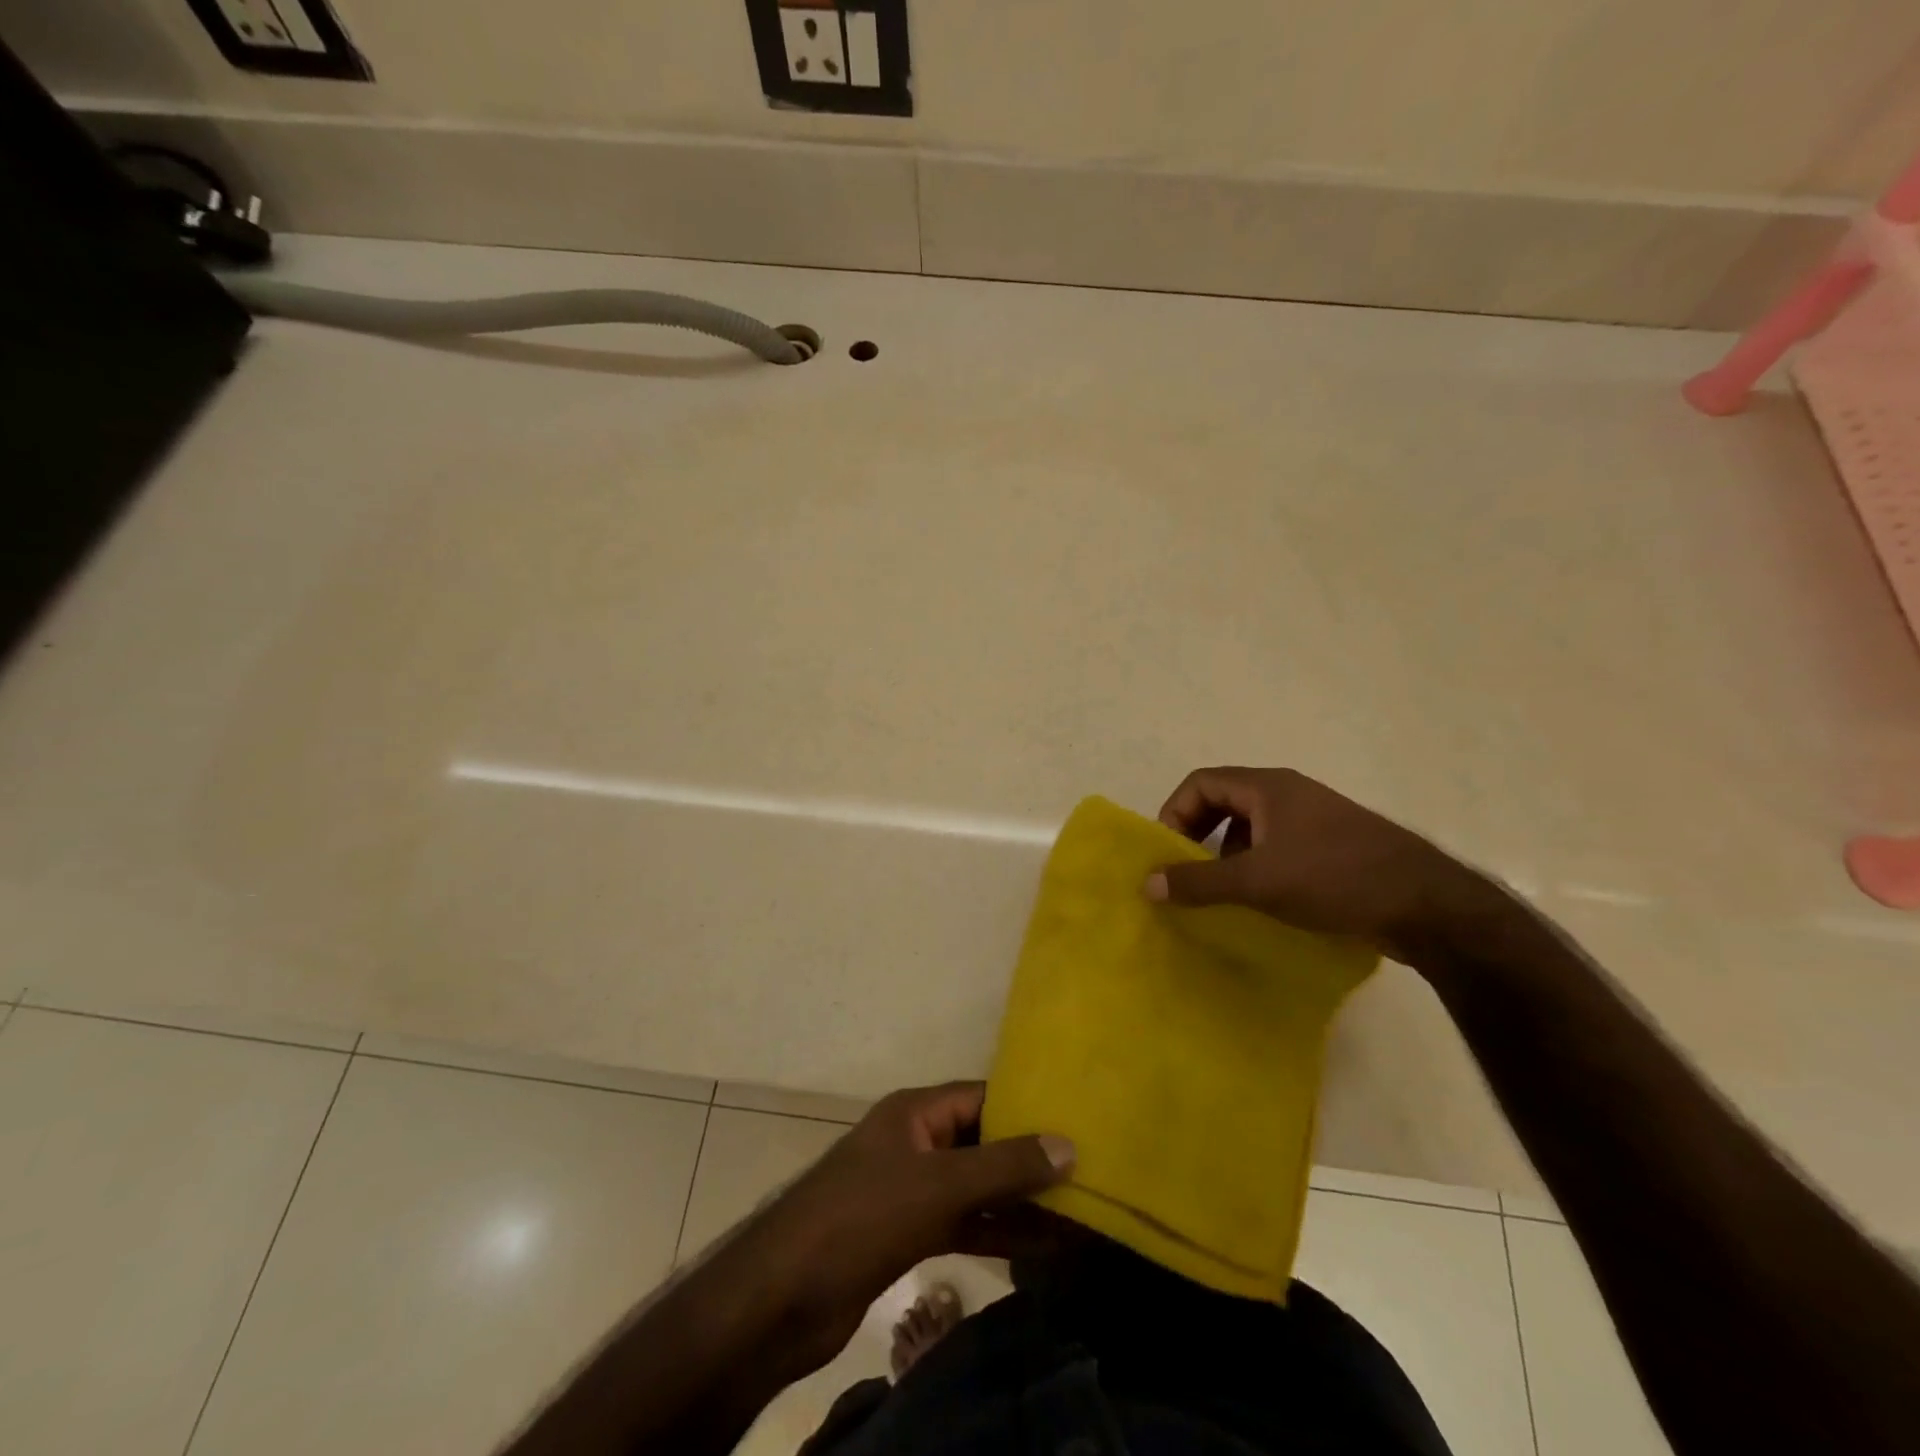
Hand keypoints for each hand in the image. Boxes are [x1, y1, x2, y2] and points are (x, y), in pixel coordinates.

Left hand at [736, 1083, 1073, 1371]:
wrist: (784, 1296)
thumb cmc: (862, 1216)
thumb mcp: (939, 1185)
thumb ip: (1004, 1166)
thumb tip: (1068, 1144)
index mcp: (916, 1111)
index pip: (982, 1096)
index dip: (1026, 1107)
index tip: (1075, 1122)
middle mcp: (915, 1141)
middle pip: (981, 1141)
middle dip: (1028, 1158)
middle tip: (1086, 1172)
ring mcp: (910, 1188)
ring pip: (975, 1186)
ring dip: (1018, 1201)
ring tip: (1076, 1214)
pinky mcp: (906, 1233)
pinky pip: (962, 1222)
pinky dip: (995, 1232)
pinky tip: (1040, 1249)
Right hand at [1144, 766, 1493, 957]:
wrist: (1427, 905)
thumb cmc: (1334, 878)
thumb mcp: (1257, 881)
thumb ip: (1199, 881)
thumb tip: (1147, 884)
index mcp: (1268, 786)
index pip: (1201, 783)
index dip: (1175, 813)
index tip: (1169, 854)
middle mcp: (1288, 793)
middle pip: (1223, 801)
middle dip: (1198, 834)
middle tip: (1188, 872)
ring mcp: (1312, 819)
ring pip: (1251, 827)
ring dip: (1226, 854)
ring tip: (1222, 891)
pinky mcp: (1330, 847)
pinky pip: (1276, 846)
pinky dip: (1256, 866)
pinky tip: (1262, 900)